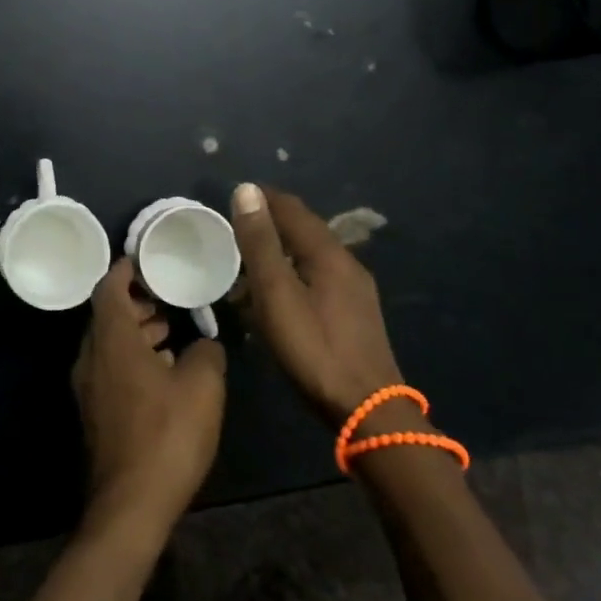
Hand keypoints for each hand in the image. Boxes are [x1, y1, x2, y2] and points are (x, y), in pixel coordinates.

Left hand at [71, 259, 226, 548]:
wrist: (130, 505)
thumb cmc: (167, 435)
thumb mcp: (203, 386)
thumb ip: (207, 351)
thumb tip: (205, 342)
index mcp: (112, 339)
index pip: (110, 287)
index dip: (127, 269)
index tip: (149, 260)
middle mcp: (91, 356)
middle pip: (107, 314)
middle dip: (136, 301)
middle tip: (167, 298)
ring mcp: (88, 386)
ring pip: (109, 343)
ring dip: (136, 332)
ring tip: (170, 331)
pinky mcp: (95, 412)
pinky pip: (110, 368)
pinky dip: (131, 357)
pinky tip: (162, 371)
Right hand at [229, 184, 415, 429]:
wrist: (368, 410)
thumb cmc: (314, 349)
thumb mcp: (276, 294)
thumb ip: (260, 243)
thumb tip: (247, 190)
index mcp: (328, 252)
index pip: (291, 208)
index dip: (262, 198)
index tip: (232, 197)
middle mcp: (347, 262)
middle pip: (304, 229)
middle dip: (271, 222)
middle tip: (235, 228)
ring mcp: (355, 289)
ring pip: (311, 254)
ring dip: (281, 249)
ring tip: (250, 260)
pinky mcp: (356, 313)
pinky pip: (318, 276)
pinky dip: (293, 271)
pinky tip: (279, 292)